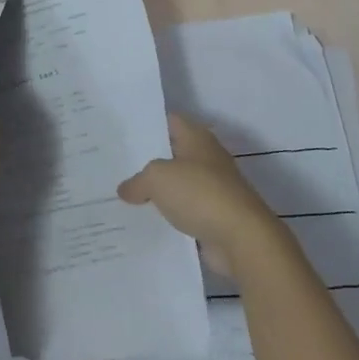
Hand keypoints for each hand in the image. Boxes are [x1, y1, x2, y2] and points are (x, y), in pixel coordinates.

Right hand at [117, 114, 287, 275]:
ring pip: (178, 185)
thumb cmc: (199, 194)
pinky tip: (146, 222)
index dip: (147, 124)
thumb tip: (126, 189)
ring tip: (125, 196)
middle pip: (173, 154)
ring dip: (158, 192)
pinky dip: (170, 216)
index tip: (123, 132)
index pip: (169, 121)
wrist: (242, 238)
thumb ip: (137, 181)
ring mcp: (214, 189)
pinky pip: (186, 212)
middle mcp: (207, 159)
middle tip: (117, 166)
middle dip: (148, 160)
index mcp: (197, 138)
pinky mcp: (216, 217)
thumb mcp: (157, 178)